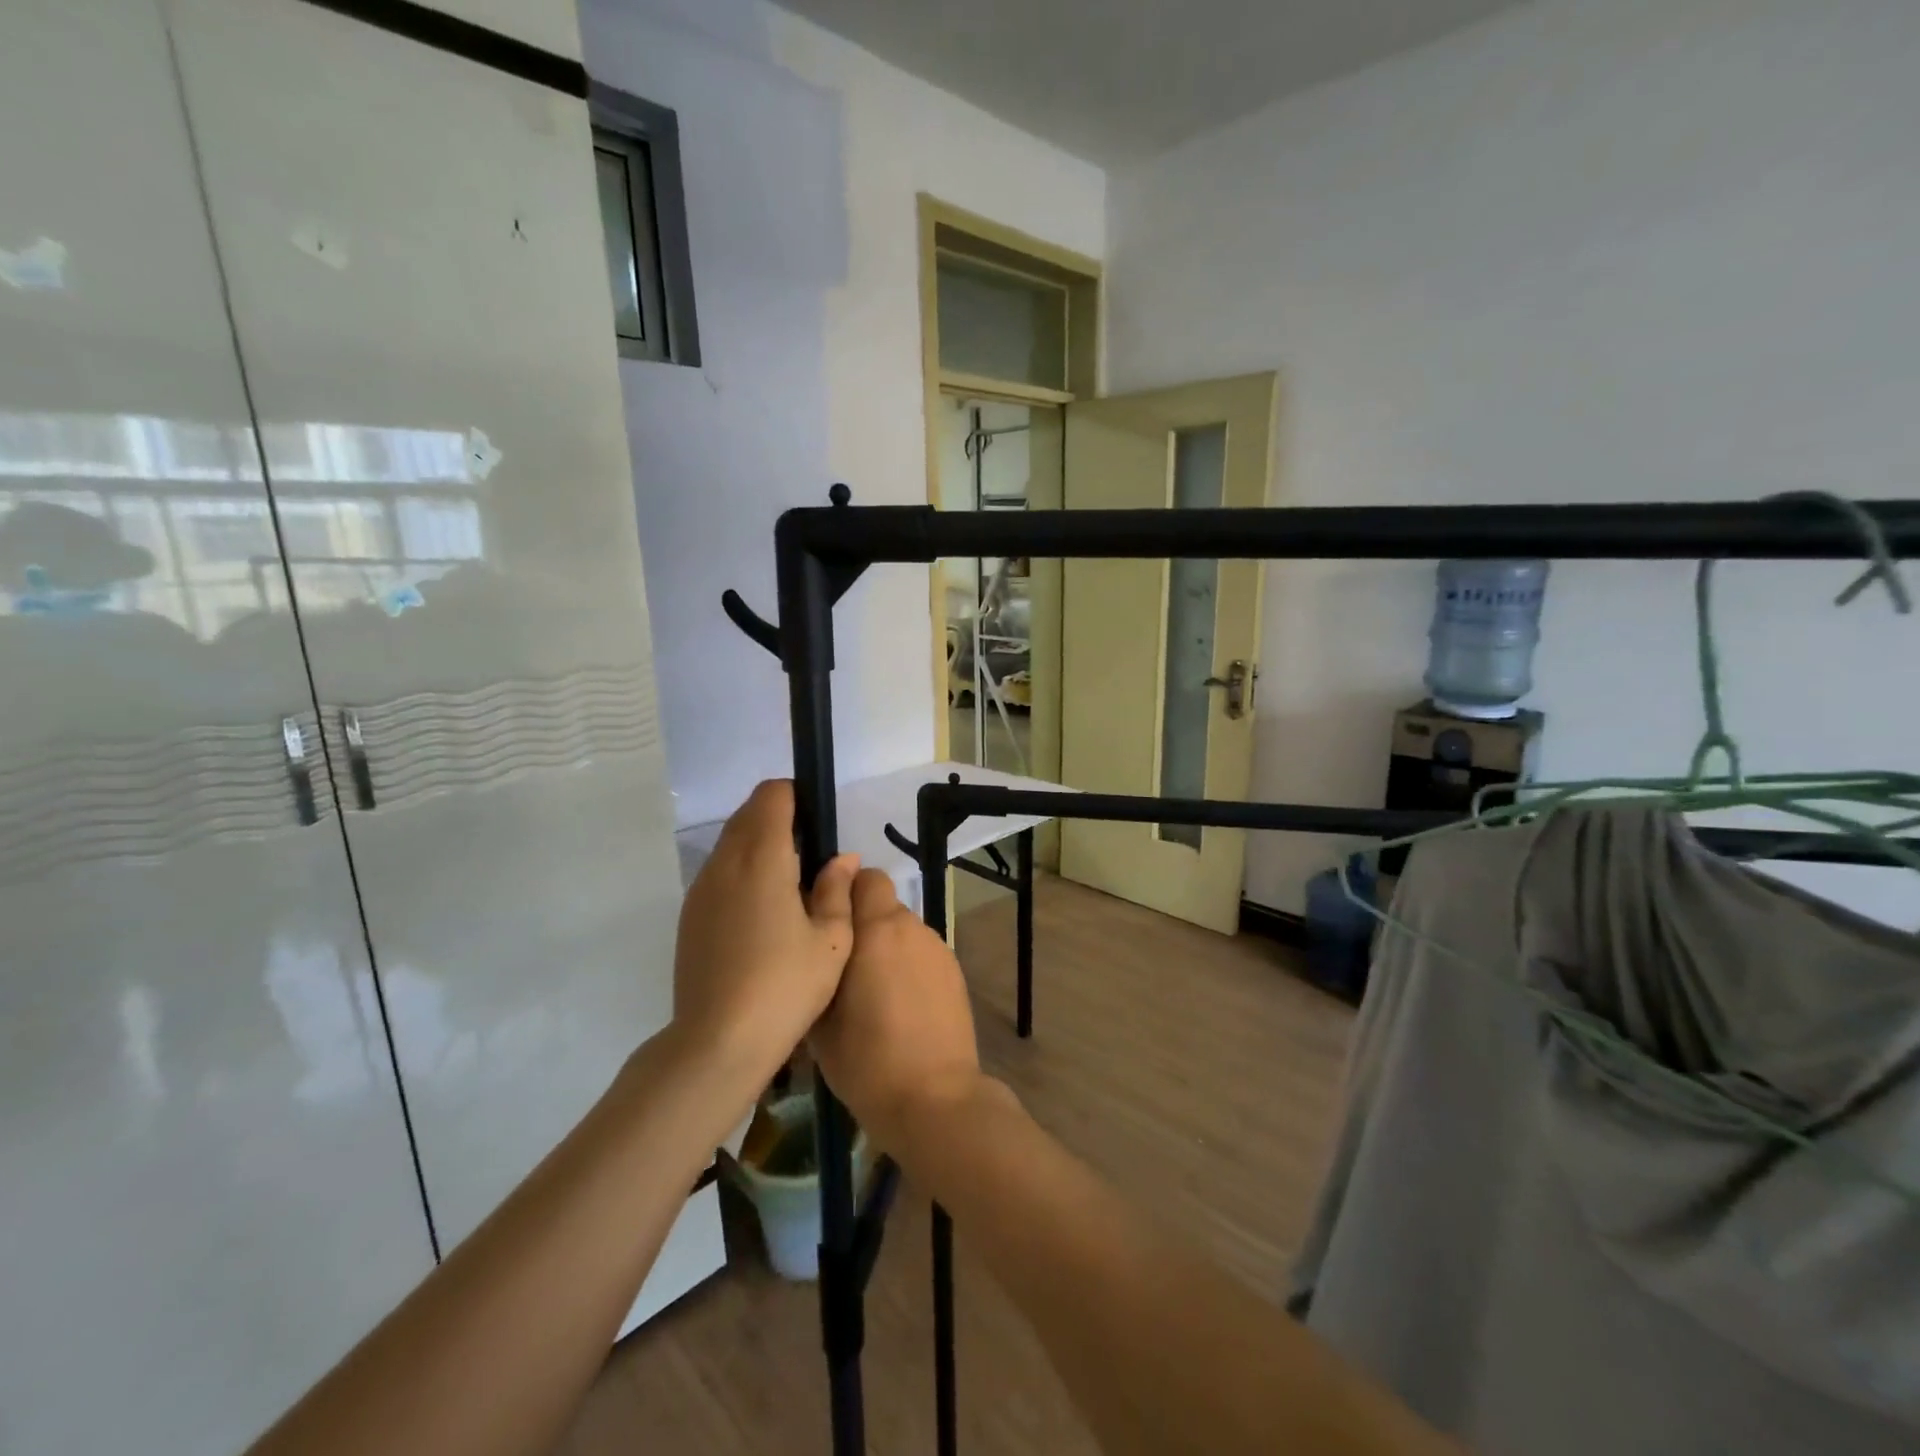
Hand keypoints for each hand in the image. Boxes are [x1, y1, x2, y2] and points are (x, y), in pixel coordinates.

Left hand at [673, 780, 857, 1080]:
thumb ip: (837, 889)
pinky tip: (762, 913)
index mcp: (762, 859)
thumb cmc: (785, 987)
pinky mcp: (689, 915)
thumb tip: (842, 858)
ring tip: (790, 886)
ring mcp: (701, 889)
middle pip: (748, 814)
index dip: (796, 796)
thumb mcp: (830, 940)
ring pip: (730, 842)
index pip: (772, 796)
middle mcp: (724, 863)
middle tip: (811, 856)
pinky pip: (718, 871)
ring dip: (758, 845)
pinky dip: (741, 871)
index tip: (818, 822)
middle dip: (779, 818)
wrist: (717, 1042)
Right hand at [810, 869, 984, 1151]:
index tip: (827, 918)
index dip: (844, 890)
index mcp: (877, 929)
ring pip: (903, 930)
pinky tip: (899, 1007)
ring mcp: (938, 949)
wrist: (933, 1099)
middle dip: (862, 923)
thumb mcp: (820, 1016)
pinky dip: (907, 966)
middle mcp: (911, 928)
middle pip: (883, 904)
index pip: (865, 877)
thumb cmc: (865, 1060)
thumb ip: (819, 962)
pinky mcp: (955, 972)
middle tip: (841, 963)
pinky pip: (921, 954)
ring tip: (870, 991)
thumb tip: (817, 935)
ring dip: (885, 946)